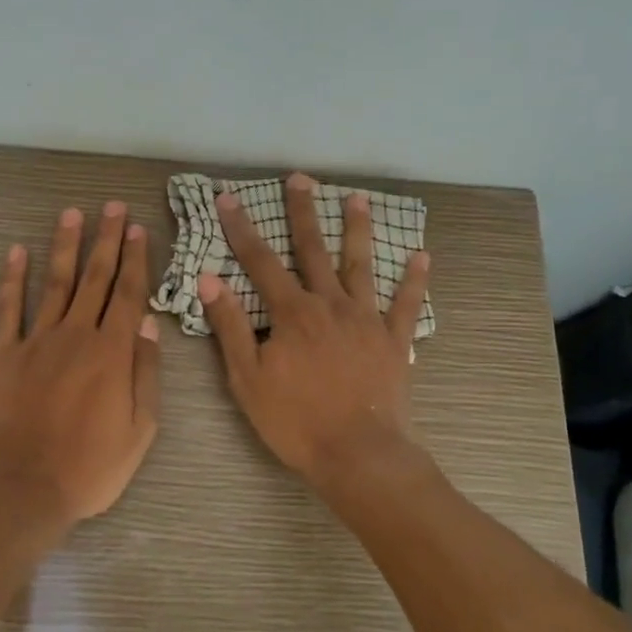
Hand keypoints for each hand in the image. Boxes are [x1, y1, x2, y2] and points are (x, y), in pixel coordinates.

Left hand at [0, 202, 161, 523]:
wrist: (19, 490)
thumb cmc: (88, 469)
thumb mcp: (139, 431)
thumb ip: (145, 373)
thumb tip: (147, 324)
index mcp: (112, 353)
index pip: (128, 295)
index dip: (135, 260)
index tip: (138, 229)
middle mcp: (75, 336)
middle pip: (94, 279)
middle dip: (106, 241)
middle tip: (113, 207)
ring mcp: (34, 342)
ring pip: (54, 284)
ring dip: (65, 246)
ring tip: (72, 214)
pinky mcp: (0, 355)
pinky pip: (6, 309)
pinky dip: (11, 279)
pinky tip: (16, 252)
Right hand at [200, 172, 429, 486]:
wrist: (357, 454)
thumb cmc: (295, 420)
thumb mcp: (247, 378)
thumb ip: (230, 326)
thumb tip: (210, 279)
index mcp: (292, 313)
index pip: (260, 261)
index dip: (241, 228)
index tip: (228, 197)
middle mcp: (330, 304)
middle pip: (313, 250)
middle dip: (303, 212)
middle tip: (300, 178)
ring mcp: (366, 320)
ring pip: (361, 265)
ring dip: (358, 230)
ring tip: (358, 198)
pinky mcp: (393, 340)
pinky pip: (406, 305)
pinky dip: (414, 280)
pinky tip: (422, 256)